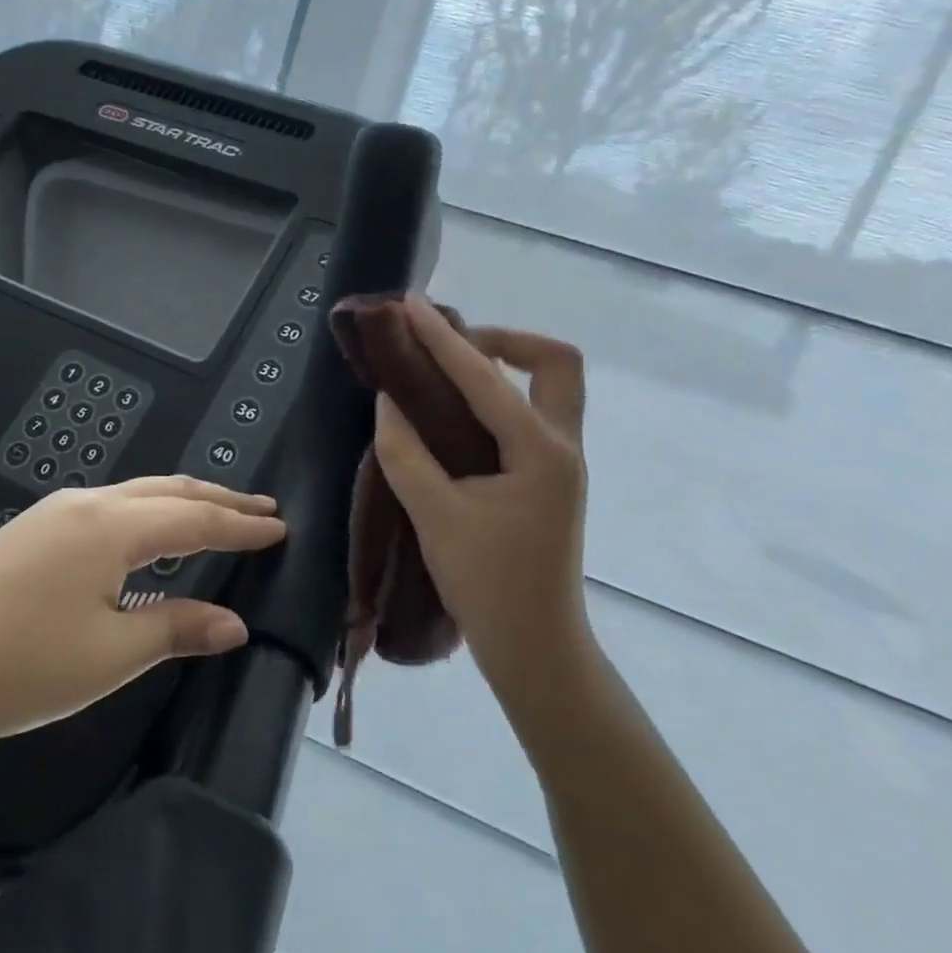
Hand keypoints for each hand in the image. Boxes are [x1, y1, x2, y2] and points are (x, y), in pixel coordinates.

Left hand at [0, 476, 285, 749]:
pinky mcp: (33, 531)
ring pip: (136, 495)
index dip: (242, 525)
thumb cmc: (19, 665)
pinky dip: (147, 514)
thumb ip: (175, 627)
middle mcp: (87, 504)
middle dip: (218, 499)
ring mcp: (55, 513)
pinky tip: (149, 536)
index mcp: (112, 526)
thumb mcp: (109, 654)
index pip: (196, 518)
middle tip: (261, 509)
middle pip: (168, 491)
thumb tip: (235, 623)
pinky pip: (110, 508)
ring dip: (181, 502)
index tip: (281, 525)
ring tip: (217, 514)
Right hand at [370, 296, 591, 708]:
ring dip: (505, 365)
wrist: (536, 646)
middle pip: (555, 363)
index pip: (485, 377)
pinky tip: (456, 410)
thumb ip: (405, 452)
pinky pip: (533, 413)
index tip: (410, 306)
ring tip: (447, 368)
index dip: (443, 338)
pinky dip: (499, 396)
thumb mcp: (435, 515)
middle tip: (451, 344)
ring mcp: (562, 461)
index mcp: (540, 451)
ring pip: (550, 386)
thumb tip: (389, 402)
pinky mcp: (550, 477)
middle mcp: (562, 445)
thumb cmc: (487, 584)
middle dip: (505, 339)